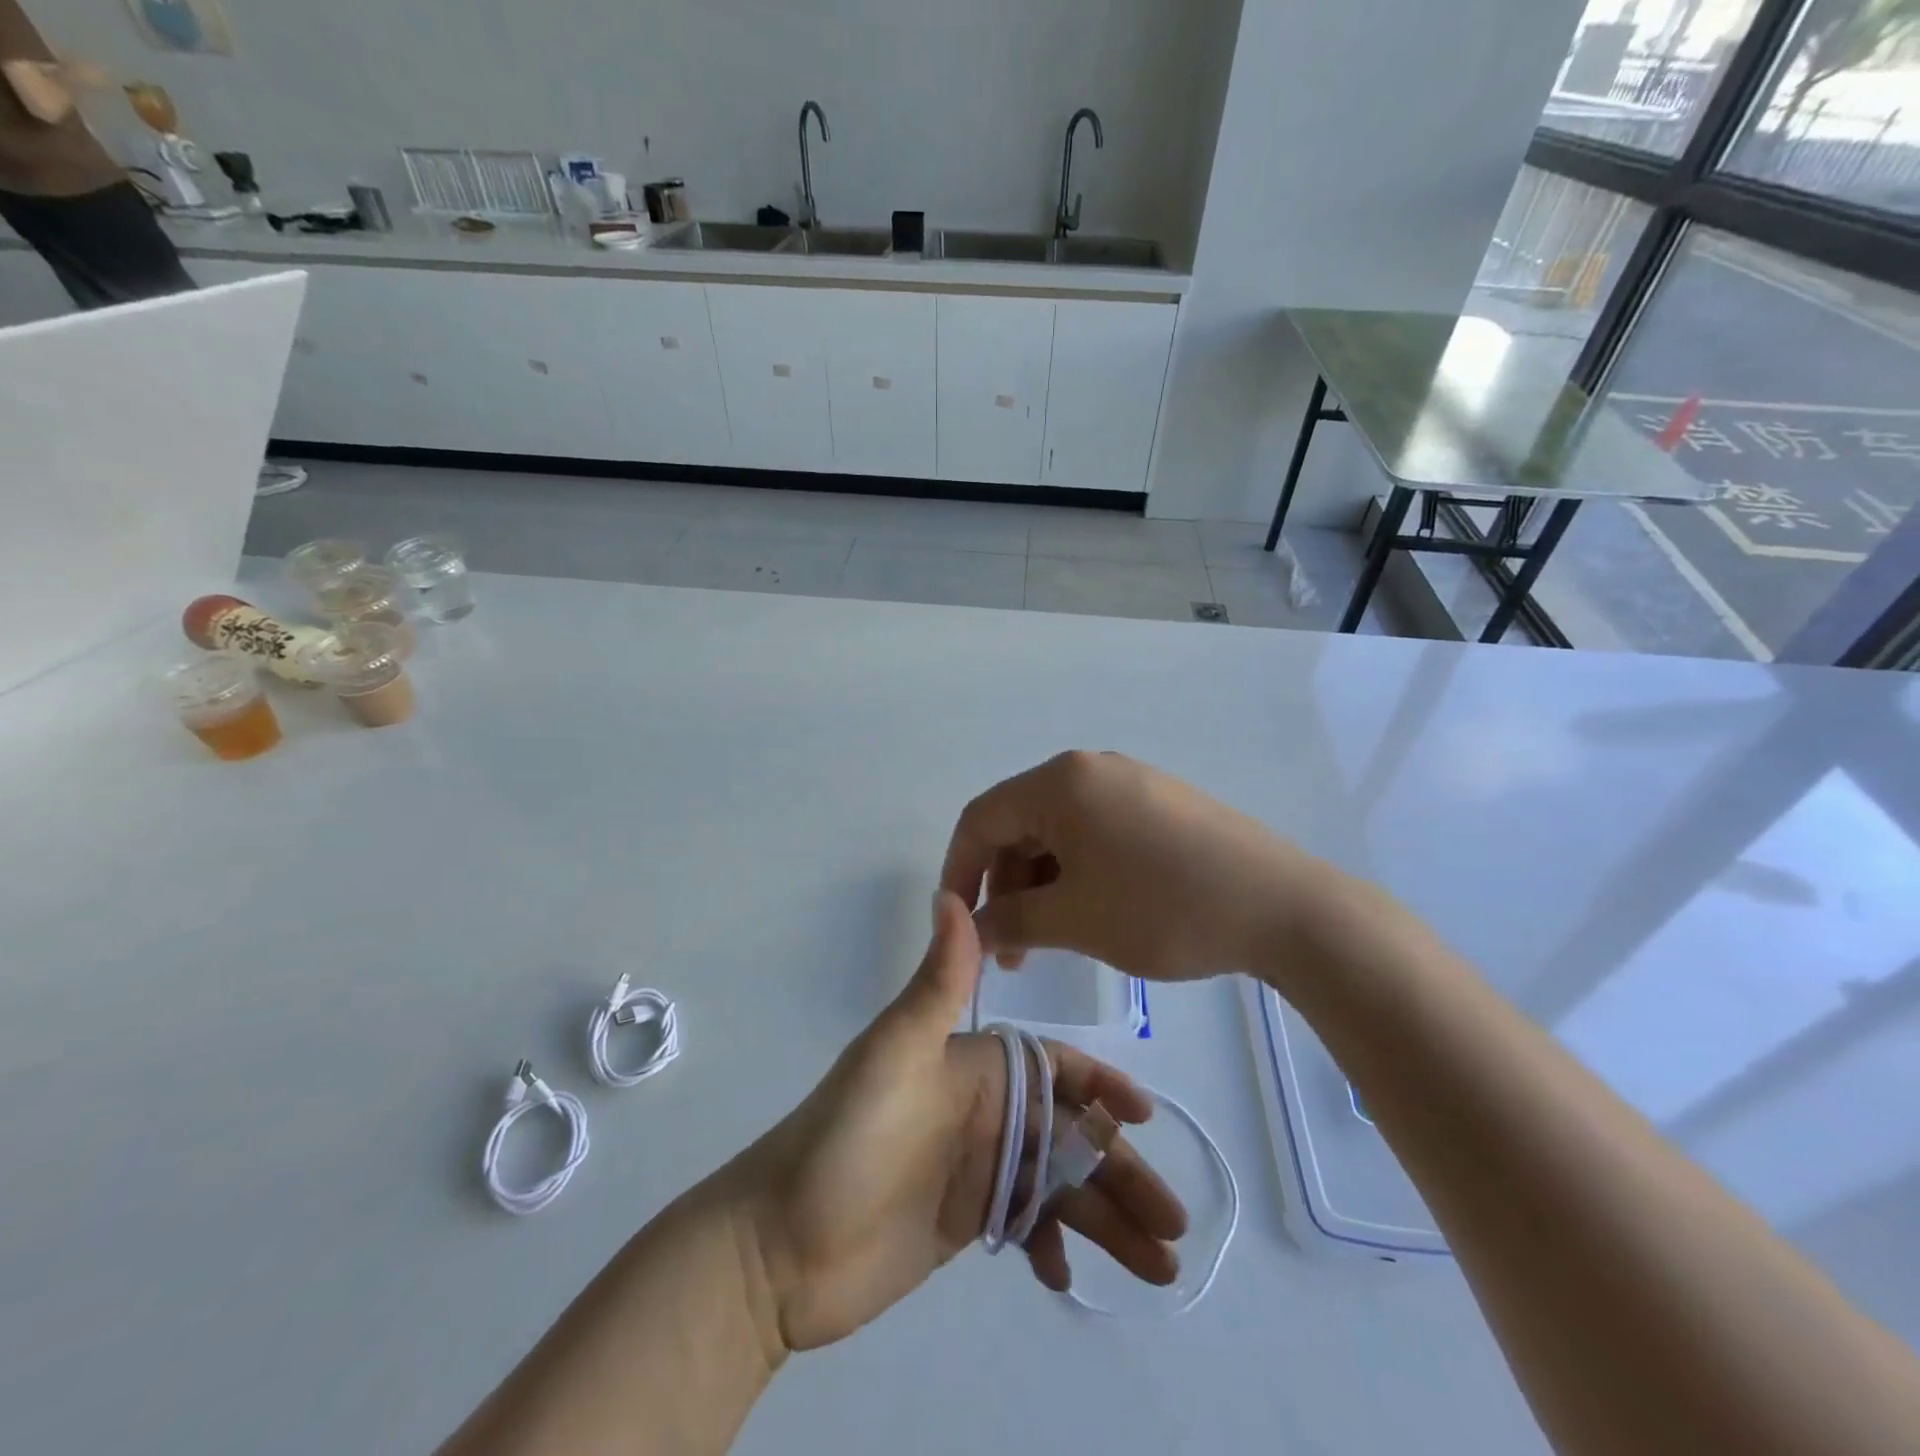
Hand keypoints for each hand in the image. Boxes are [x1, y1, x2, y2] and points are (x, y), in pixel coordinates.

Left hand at [734, 892, 1186, 1352]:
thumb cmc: (844, 1141)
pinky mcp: (966, 1221)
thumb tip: (952, 893)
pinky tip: (1068, 1277)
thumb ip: (937, 983)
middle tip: (1175, 1222)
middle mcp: (983, 1110)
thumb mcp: (894, 1054)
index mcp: (973, 1066)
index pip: (1053, 1066)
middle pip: (1070, 1134)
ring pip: (1060, 1186)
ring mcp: (977, 1168)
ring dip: (1109, 1218)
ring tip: (1161, 1267)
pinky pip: (1028, 1226)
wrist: (778, 1246)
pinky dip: (1055, 1246)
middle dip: (1121, 1168)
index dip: (1101, 1085)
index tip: (1145, 1116)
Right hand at [941, 750, 1346, 983]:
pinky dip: (1077, 873)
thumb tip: (969, 927)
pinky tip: (1089, 914)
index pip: (981, 818)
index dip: (958, 871)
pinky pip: (1095, 833)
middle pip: (1020, 824)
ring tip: (1048, 943)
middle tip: (1011, 951)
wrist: (1284, 907)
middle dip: (1004, 886)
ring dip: (1041, 885)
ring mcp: (1129, 783)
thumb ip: (1009, 920)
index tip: (956, 924)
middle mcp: (1089, 770)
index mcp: (1060, 782)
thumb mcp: (1075, 919)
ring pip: (1058, 832)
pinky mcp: (1159, 804)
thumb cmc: (1164, 908)